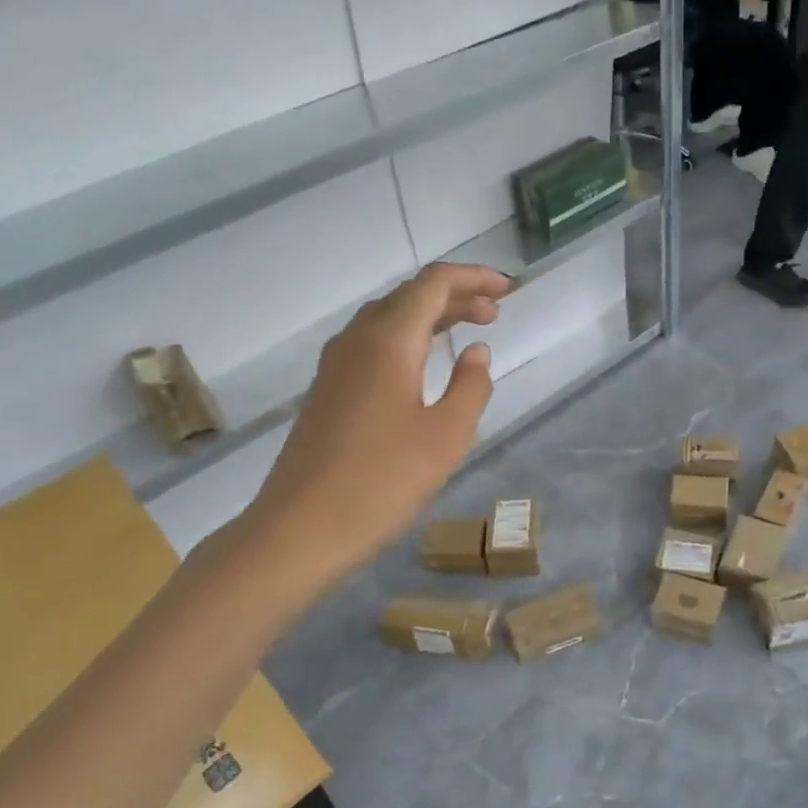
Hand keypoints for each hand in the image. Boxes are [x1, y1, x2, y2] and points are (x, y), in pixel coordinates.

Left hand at [241, 262, 509, 585]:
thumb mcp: (446, 436)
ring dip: (430, 316)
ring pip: (388, 319)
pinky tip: (422, 366)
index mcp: (388, 341)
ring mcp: (336, 366)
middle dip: (455, 296)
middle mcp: (357, 341)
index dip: (473, 278)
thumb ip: (470, 386)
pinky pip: (373, 344)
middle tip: (495, 313)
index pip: (433, 284)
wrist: (300, 529)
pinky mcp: (328, 391)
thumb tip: (476, 351)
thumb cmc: (382, 482)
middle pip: (409, 296)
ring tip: (466, 332)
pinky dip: (407, 339)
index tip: (508, 290)